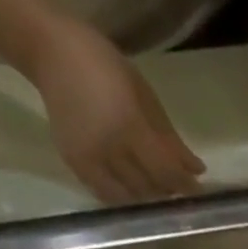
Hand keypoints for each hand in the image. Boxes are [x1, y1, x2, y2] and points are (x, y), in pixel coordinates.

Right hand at [24, 18, 203, 201]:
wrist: (49, 50)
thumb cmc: (104, 66)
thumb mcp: (145, 96)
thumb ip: (171, 138)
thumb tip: (197, 170)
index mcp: (130, 127)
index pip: (167, 173)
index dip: (186, 187)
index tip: (198, 192)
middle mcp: (110, 148)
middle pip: (151, 188)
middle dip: (168, 192)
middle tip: (177, 190)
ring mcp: (90, 159)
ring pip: (131, 197)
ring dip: (148, 198)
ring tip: (156, 189)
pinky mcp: (75, 164)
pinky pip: (106, 195)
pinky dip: (124, 198)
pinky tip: (132, 190)